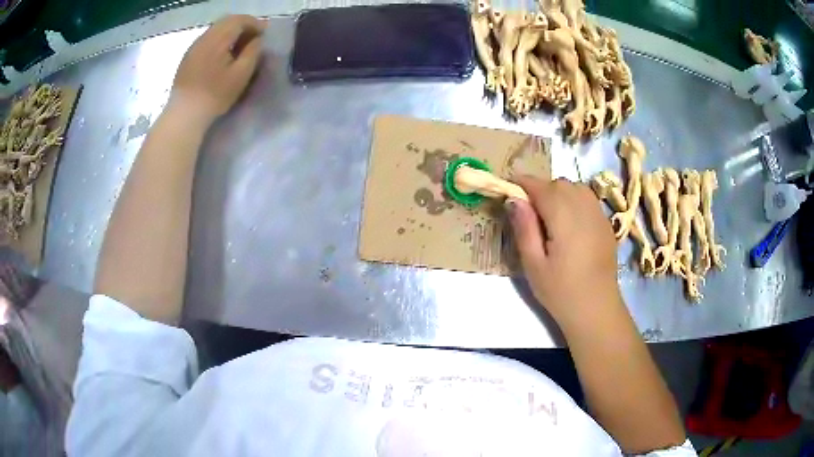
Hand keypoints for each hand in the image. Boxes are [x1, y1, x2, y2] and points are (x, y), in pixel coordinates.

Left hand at [170, 15, 265, 123]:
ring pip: (216, 30)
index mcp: (218, 39)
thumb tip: (257, 39)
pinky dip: (219, 40)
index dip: (254, 24)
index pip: (239, 20)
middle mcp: (204, 37)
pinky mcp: (188, 57)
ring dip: (230, 33)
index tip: (264, 34)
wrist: (185, 114)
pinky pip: (207, 39)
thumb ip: (253, 52)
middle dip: (243, 26)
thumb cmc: (215, 95)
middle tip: (253, 38)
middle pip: (226, 22)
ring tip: (239, 46)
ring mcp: (194, 47)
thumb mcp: (241, 74)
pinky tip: (223, 54)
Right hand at [506, 177, 623, 328]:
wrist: (596, 309)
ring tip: (550, 215)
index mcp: (564, 217)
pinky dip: (575, 200)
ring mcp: (599, 215)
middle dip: (541, 189)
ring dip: (560, 193)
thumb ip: (524, 228)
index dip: (523, 183)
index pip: (541, 186)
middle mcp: (584, 208)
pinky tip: (570, 224)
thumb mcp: (533, 264)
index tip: (509, 189)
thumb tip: (513, 199)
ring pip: (576, 188)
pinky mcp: (606, 225)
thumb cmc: (560, 291)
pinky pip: (588, 200)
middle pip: (559, 184)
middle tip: (529, 211)